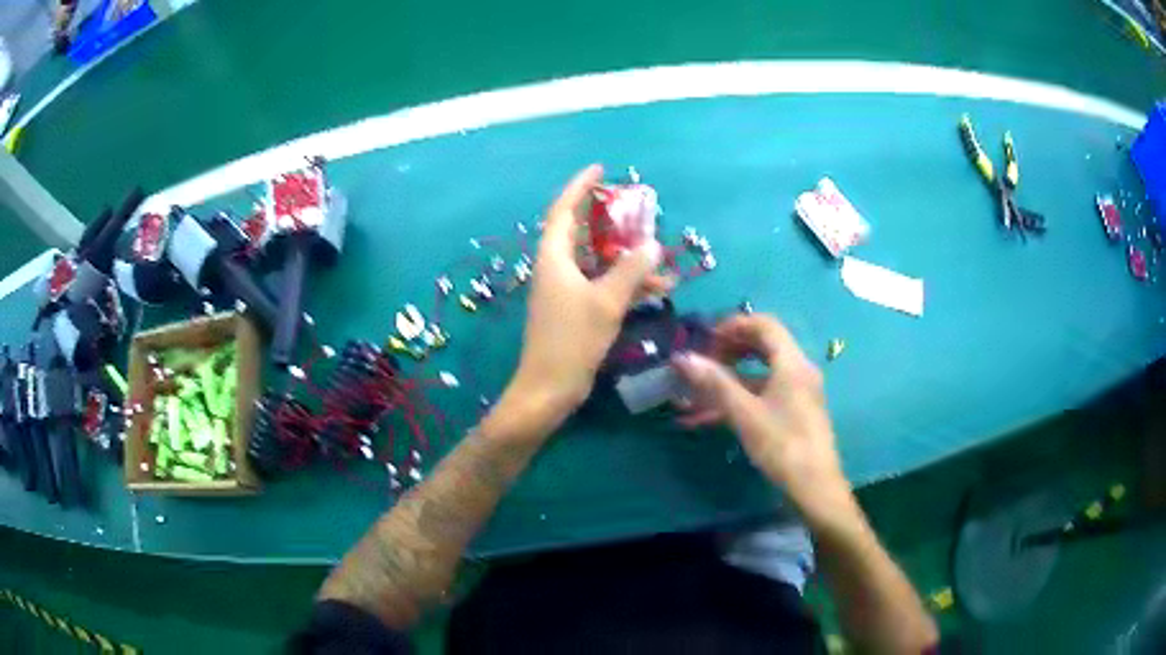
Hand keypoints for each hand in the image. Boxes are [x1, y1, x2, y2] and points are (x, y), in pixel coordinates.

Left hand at [508, 165, 672, 423]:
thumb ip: (631, 271)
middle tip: (637, 210)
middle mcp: (556, 268)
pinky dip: (624, 284)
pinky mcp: (574, 311)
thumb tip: (653, 245)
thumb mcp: (606, 302)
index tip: (600, 168)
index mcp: (554, 257)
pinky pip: (601, 285)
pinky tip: (656, 290)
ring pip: (597, 261)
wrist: (549, 389)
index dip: (580, 186)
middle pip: (582, 232)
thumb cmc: (572, 341)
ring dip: (625, 258)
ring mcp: (564, 290)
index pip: (564, 210)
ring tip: (658, 256)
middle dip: (610, 220)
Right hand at [671, 314, 850, 518]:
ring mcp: (798, 392)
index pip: (764, 325)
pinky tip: (709, 417)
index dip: (734, 325)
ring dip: (729, 379)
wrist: (814, 486)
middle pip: (763, 345)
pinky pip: (764, 394)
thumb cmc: (782, 445)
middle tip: (703, 363)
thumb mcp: (745, 413)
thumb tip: (683, 358)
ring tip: (698, 392)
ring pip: (760, 373)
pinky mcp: (794, 411)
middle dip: (729, 350)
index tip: (706, 340)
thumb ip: (715, 383)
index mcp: (792, 363)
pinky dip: (739, 398)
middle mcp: (798, 370)